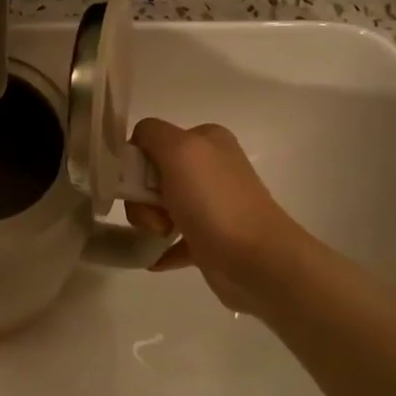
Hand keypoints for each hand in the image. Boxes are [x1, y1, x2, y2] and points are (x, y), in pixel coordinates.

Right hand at [127, 118, 309, 314]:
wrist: (256, 260)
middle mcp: (210, 167)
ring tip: (162, 237)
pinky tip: (154, 258)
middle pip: (152, 176)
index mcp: (207, 140)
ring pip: (159, 208)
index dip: (138, 163)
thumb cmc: (214, 202)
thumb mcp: (179, 149)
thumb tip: (138, 144)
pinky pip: (172, 239)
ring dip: (150, 223)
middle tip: (155, 218)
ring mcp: (211, 204)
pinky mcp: (210, 237)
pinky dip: (160, 248)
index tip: (140, 186)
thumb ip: (152, 134)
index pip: (152, 139)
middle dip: (143, 199)